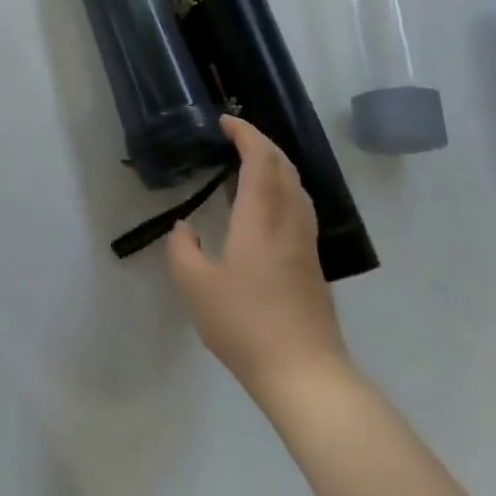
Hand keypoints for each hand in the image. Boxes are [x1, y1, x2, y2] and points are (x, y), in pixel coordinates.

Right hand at [167, 114, 349, 404]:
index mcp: (260, 220)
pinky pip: (299, 208)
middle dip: (262, 143)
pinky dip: (282, 189)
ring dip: (276, 165)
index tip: (225, 122)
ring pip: (297, 188)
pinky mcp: (312, 265)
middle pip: (285, 168)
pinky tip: (266, 206)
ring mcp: (305, 244)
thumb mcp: (195, 286)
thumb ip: (182, 249)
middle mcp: (288, 223)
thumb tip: (185, 228)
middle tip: (235, 136)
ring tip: (250, 164)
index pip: (261, 161)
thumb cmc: (244, 324)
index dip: (246, 135)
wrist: (304, 373)